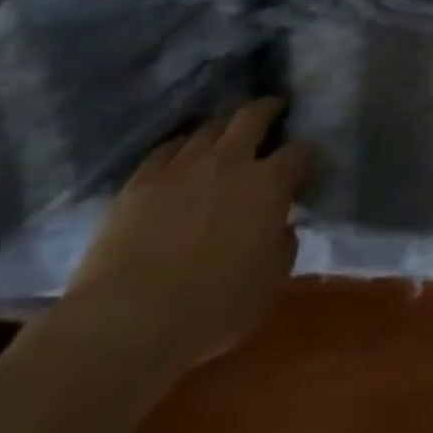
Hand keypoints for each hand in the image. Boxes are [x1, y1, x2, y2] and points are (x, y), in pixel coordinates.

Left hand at [65, 99, 312, 373]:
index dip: (305, 156)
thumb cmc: (210, 310)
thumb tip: (281, 226)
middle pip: (254, 115)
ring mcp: (183, 167)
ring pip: (210, 127)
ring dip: (224, 127)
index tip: (305, 166)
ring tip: (226, 136)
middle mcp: (230, 161)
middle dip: (268, 110)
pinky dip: (181, 147)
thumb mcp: (269, 285)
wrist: (126, 323)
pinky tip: (181, 155)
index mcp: (268, 184)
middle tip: (274, 112)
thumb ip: (283, 245)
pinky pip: (166, 149)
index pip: (299, 152)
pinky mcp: (141, 181)